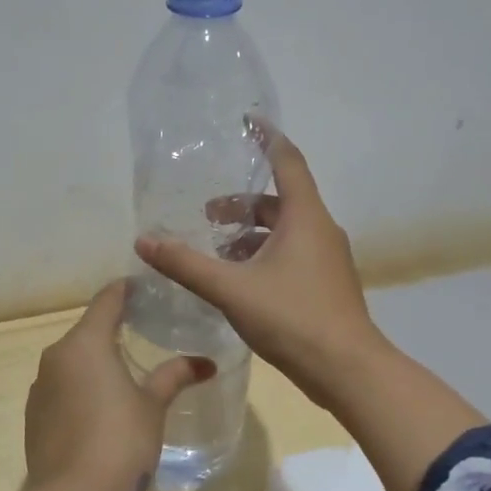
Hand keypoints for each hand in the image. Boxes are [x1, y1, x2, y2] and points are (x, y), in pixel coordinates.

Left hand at [25, 280, 213, 490]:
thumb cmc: (120, 441)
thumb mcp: (153, 406)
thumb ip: (175, 376)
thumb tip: (206, 363)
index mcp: (84, 343)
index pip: (107, 300)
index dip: (126, 290)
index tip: (146, 288)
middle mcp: (55, 357)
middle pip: (87, 330)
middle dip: (113, 328)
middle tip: (145, 331)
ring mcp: (40, 387)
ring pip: (72, 361)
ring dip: (95, 361)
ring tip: (125, 371)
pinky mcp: (34, 416)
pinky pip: (61, 388)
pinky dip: (81, 387)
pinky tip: (101, 408)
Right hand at [135, 123, 385, 409]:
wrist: (347, 369)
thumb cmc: (292, 318)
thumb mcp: (231, 289)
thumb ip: (186, 265)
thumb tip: (143, 241)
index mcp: (304, 217)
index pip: (288, 161)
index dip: (267, 138)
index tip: (249, 120)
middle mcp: (320, 230)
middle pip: (280, 201)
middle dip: (242, 204)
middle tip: (207, 216)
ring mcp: (328, 259)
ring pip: (285, 231)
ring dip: (251, 235)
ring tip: (217, 252)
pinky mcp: (326, 284)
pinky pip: (292, 254)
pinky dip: (264, 256)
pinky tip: (240, 282)